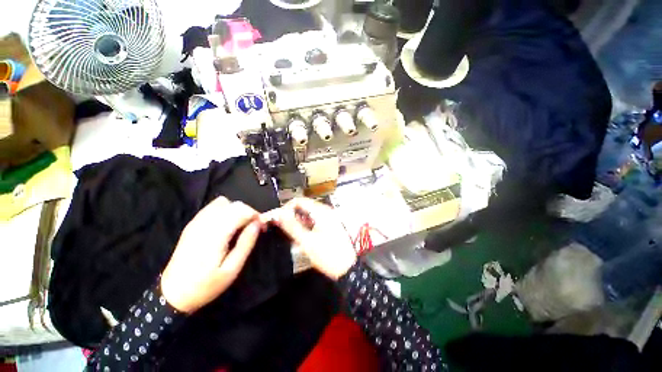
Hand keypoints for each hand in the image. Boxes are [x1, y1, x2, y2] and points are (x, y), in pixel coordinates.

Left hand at [161, 197, 261, 312]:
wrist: (172, 294)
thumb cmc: (205, 285)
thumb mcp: (232, 269)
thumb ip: (246, 243)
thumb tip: (258, 224)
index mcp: (216, 234)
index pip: (242, 211)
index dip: (256, 216)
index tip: (262, 228)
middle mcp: (205, 223)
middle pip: (234, 204)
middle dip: (249, 212)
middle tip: (254, 228)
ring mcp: (196, 222)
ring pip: (223, 202)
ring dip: (237, 211)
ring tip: (240, 226)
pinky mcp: (192, 224)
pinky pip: (212, 207)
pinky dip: (225, 211)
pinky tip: (226, 225)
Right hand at [269, 198, 355, 279]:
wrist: (347, 268)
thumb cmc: (329, 256)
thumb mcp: (307, 241)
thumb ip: (292, 226)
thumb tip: (280, 215)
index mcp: (321, 212)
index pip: (299, 201)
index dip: (286, 208)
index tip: (279, 219)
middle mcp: (326, 211)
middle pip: (304, 206)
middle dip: (292, 215)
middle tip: (283, 227)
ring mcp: (328, 218)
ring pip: (308, 214)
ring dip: (298, 221)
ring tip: (292, 233)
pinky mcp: (329, 225)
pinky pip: (314, 220)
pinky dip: (306, 225)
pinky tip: (303, 236)